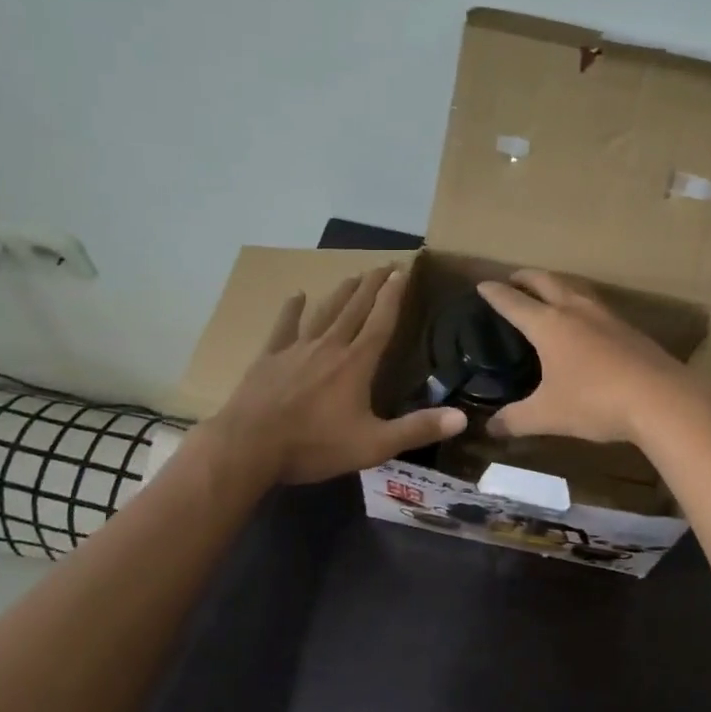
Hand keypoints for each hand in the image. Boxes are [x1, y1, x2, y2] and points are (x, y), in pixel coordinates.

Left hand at [208, 267, 465, 485]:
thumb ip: (417, 429)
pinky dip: (292, 310)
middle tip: (385, 264)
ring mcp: (297, 349)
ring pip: (325, 312)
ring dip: (342, 292)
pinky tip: (297, 295)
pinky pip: (284, 327)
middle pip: (355, 308)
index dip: (394, 295)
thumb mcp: (373, 444)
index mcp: (356, 363)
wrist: (249, 447)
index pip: (381, 321)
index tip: (404, 271)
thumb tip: (462, 417)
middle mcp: (330, 346)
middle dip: (372, 285)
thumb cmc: (314, 446)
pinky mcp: (270, 358)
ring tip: (354, 275)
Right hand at [476, 271, 704, 446]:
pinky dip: (580, 302)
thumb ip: (515, 420)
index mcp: (549, 324)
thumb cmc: (595, 401)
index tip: (482, 285)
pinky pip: (596, 304)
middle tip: (513, 280)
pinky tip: (585, 320)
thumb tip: (490, 428)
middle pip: (546, 281)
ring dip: (556, 284)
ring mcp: (606, 316)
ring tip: (548, 292)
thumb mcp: (548, 415)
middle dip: (526, 278)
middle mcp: (576, 310)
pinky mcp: (629, 328)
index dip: (495, 293)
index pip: (514, 302)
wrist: (661, 399)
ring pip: (575, 287)